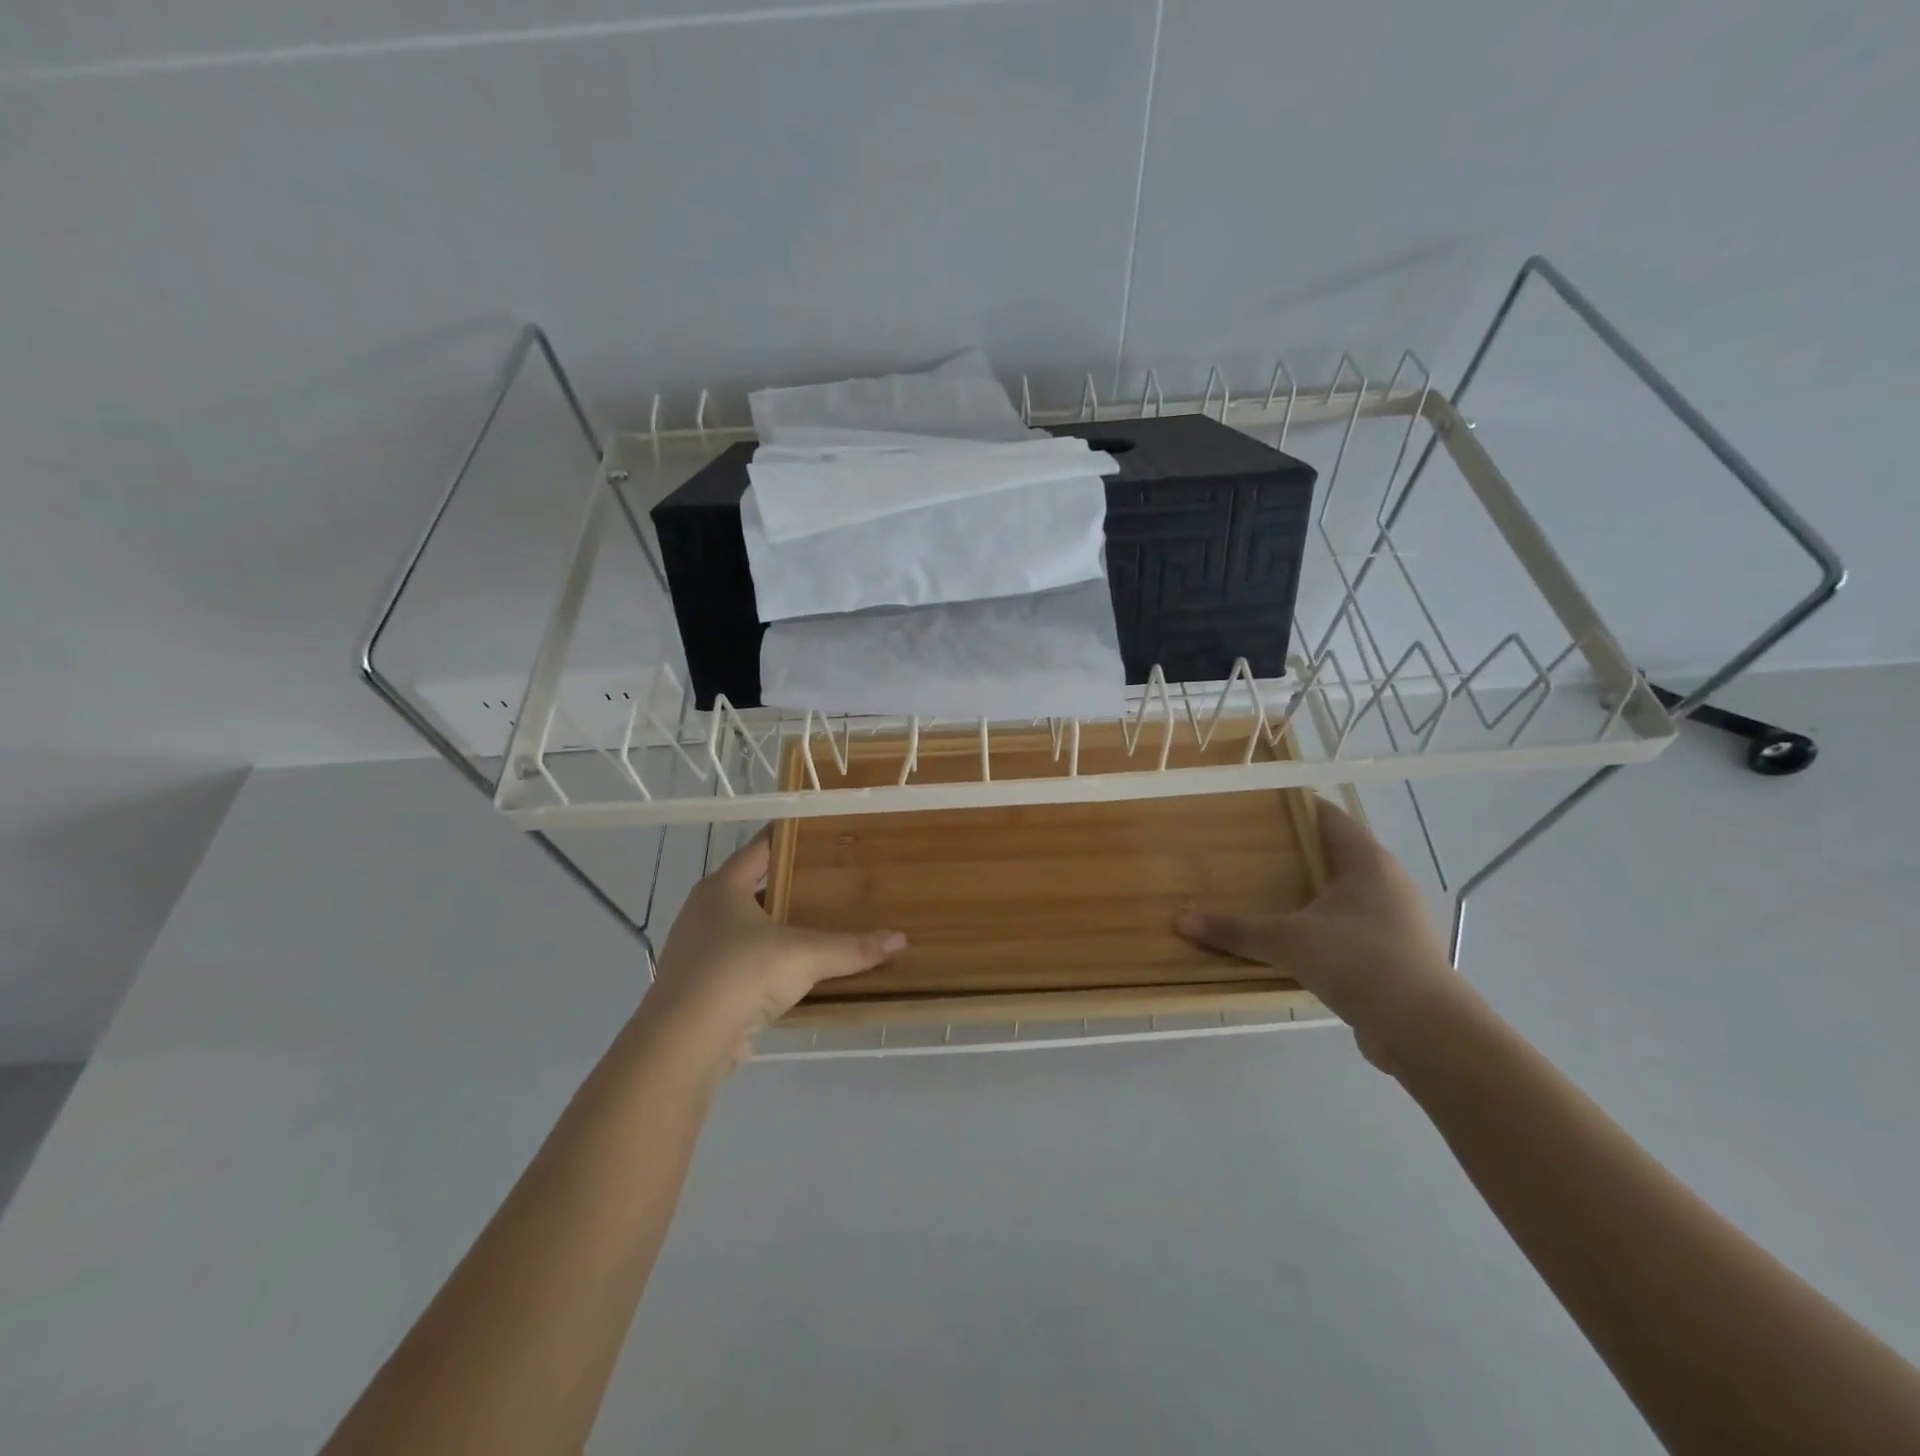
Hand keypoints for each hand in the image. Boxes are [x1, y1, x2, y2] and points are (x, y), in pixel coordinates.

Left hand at [638, 831, 905, 1072]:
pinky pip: (737, 961)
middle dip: (787, 885)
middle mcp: (703, 911)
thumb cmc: (741, 974)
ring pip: (742, 926)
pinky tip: (789, 970)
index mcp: (723, 887)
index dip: (788, 838)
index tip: (819, 833)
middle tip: (828, 879)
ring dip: (773, 926)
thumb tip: (900, 939)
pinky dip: (762, 961)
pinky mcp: (697, 985)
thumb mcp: (805, 956)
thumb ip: (852, 948)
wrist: (684, 1042)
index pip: (759, 848)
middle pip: (751, 887)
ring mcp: (695, 949)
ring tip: (814, 924)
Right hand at [1175, 797, 1470, 1067]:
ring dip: (1307, 891)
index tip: (1256, 806)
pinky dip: (1320, 924)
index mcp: (1366, 862)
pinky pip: (1348, 925)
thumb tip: (1180, 920)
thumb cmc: (1359, 962)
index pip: (1328, 816)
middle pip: (1334, 852)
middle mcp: (1384, 882)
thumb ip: (1235, 930)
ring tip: (1263, 892)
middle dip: (1293, 851)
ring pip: (1342, 891)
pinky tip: (1291, 939)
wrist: (1426, 1030)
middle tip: (1247, 850)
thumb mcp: (1288, 942)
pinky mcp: (1393, 952)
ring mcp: (1393, 918)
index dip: (1294, 806)